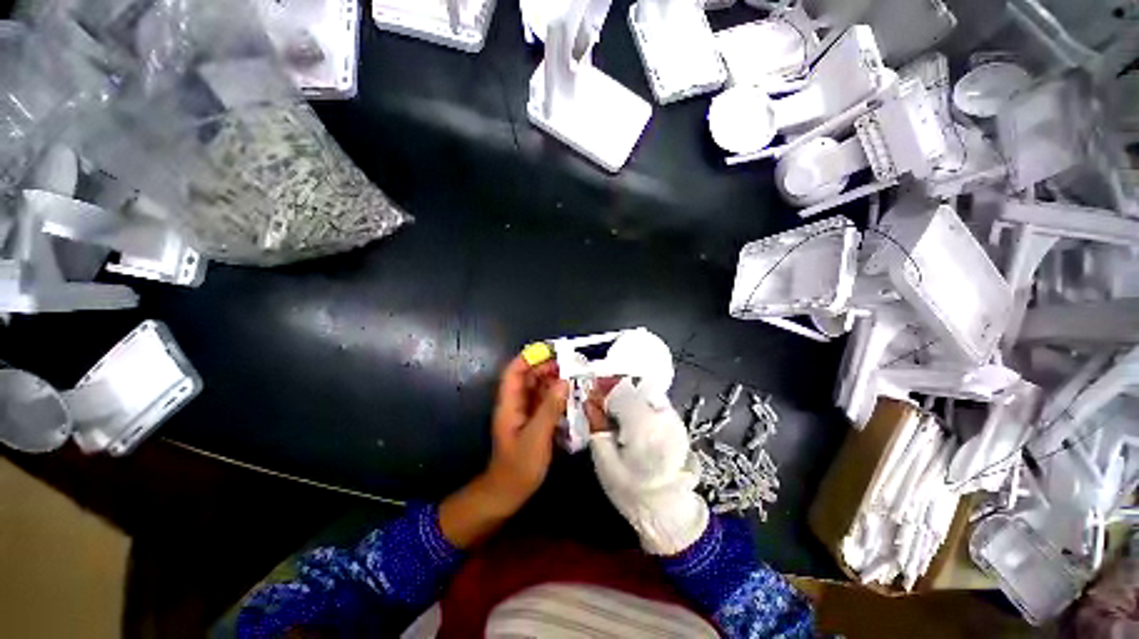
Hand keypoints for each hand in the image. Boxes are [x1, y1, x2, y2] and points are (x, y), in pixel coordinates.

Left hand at [485, 355, 568, 507]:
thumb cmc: (518, 467)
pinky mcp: (532, 421)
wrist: (508, 493)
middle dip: (547, 368)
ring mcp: (524, 412)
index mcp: (509, 404)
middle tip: (571, 365)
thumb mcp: (536, 437)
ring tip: (574, 378)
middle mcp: (515, 403)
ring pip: (538, 388)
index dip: (530, 357)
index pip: (514, 371)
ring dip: (554, 381)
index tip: (551, 351)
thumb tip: (564, 382)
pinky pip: (544, 401)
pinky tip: (570, 397)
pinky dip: (556, 396)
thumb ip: (550, 409)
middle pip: (529, 377)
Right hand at [587, 378, 708, 554]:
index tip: (592, 400)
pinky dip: (642, 406)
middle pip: (634, 388)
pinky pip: (655, 404)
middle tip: (604, 409)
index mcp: (643, 424)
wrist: (668, 511)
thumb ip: (597, 426)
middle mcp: (662, 415)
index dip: (602, 392)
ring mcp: (674, 418)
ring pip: (645, 393)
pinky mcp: (678, 423)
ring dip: (630, 399)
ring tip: (619, 417)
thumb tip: (589, 401)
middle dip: (616, 394)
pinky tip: (635, 423)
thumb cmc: (631, 491)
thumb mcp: (605, 462)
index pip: (619, 391)